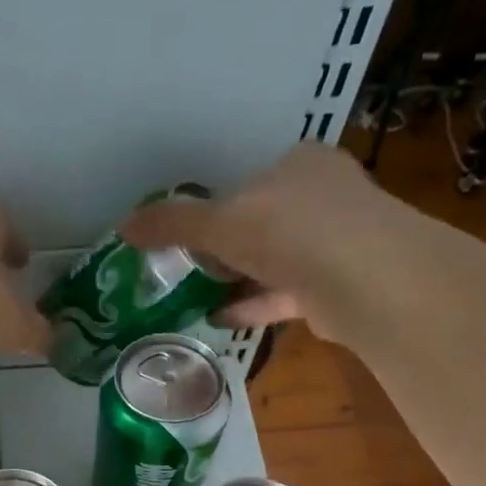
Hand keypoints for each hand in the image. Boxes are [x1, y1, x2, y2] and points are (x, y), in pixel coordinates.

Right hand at [120, 145, 485, 350]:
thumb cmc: (289, 231)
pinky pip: (284, 294)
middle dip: (228, 247)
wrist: (362, 279)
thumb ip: (173, 223)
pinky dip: (252, 305)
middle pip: (263, 221)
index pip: (250, 182)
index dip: (218, 208)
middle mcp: (322, 197)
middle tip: (191, 269)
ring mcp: (335, 243)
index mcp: (299, 165)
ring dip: (238, 279)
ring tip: (197, 297)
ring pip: (275, 260)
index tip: (192, 237)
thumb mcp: (220, 222)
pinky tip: (219, 319)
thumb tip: (122, 226)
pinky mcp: (335, 286)